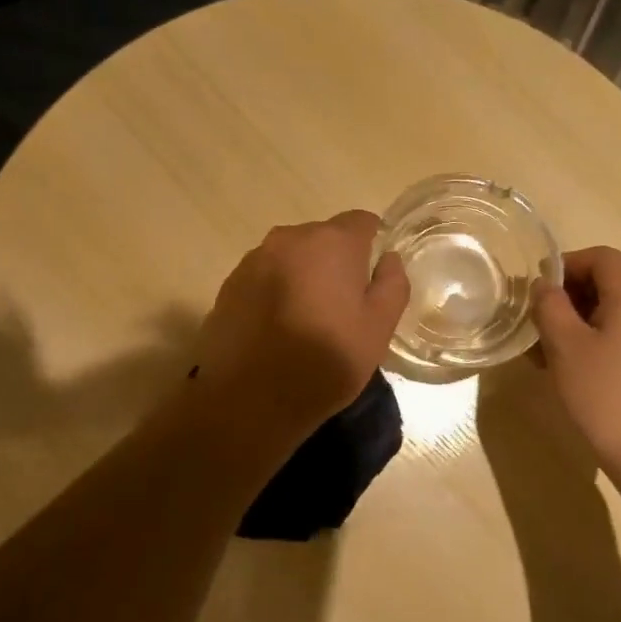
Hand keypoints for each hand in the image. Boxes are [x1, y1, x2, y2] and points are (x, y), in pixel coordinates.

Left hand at [194, 210, 409, 437]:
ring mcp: (253, 261)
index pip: (361, 221)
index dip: (373, 244)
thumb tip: (388, 258)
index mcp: (331, 242)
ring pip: (291, 258)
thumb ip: (392, 284)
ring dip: (303, 277)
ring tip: (307, 321)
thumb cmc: (325, 361)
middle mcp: (289, 239)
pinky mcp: (229, 286)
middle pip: (323, 238)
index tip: (374, 276)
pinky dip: (275, 293)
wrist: (249, 400)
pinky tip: (278, 330)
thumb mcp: (378, 328)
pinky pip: (264, 278)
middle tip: (344, 306)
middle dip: (336, 262)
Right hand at [532, 246, 620, 474]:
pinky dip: (608, 334)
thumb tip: (544, 286)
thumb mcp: (565, 346)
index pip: (596, 256)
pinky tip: (583, 364)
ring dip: (586, 317)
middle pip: (612, 278)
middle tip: (540, 323)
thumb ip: (549, 305)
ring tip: (555, 348)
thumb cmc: (606, 394)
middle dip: (572, 295)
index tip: (533, 294)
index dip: (560, 268)